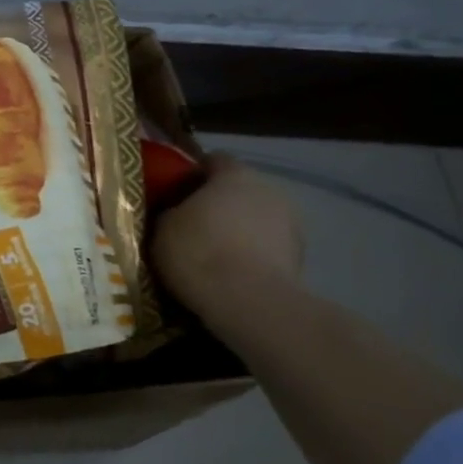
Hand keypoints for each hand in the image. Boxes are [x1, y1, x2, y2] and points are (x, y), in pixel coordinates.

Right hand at [151, 152, 303, 311]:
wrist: (249, 303)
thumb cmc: (199, 252)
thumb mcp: (162, 226)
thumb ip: (170, 210)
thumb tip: (175, 212)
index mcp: (235, 174)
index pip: (213, 160)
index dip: (192, 174)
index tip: (173, 192)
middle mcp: (269, 190)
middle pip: (238, 190)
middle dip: (217, 204)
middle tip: (190, 224)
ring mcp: (291, 225)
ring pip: (256, 219)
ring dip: (237, 230)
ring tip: (212, 253)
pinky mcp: (300, 259)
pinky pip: (267, 247)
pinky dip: (251, 255)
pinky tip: (230, 273)